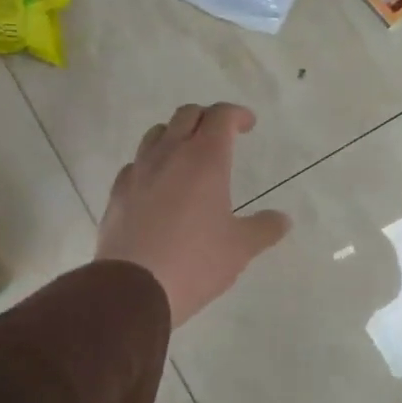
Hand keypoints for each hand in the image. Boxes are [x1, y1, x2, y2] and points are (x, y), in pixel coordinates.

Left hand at [97, 103, 290, 327]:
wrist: (132, 287)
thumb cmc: (195, 262)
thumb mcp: (240, 248)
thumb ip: (264, 228)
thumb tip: (283, 220)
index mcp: (205, 159)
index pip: (221, 116)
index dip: (237, 114)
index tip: (248, 125)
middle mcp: (170, 155)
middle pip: (187, 115)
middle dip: (207, 118)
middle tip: (221, 136)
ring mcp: (139, 171)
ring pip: (157, 133)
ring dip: (176, 135)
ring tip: (188, 156)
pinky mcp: (117, 192)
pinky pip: (137, 164)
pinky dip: (152, 164)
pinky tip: (158, 187)